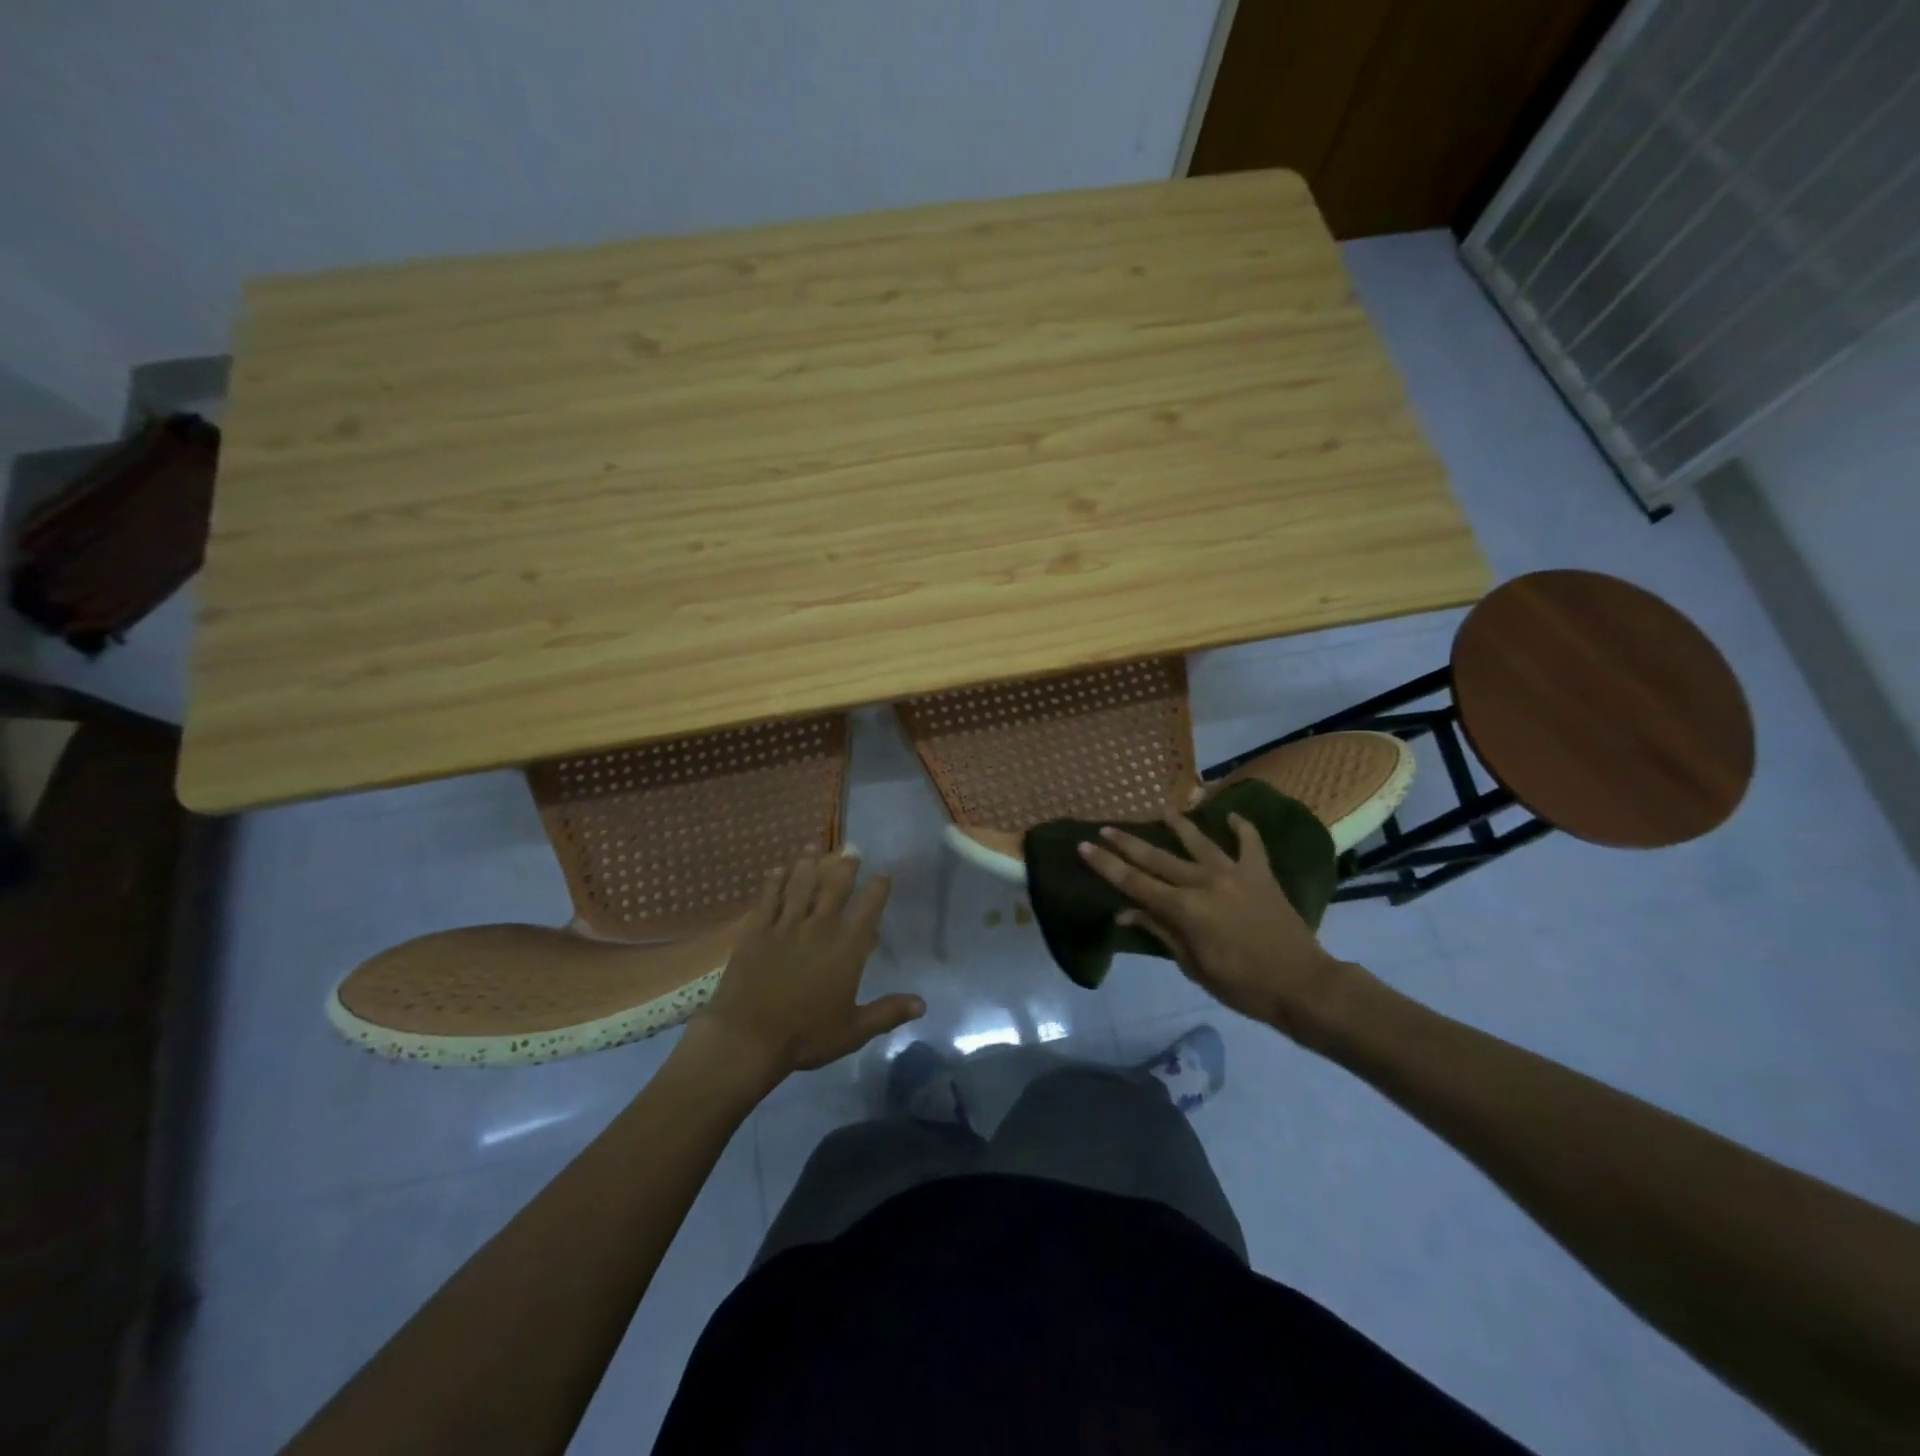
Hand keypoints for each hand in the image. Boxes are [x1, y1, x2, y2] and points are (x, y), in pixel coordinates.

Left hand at [689, 848, 923, 1086]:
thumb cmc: (805, 1036)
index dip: (878, 888)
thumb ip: (888, 1012)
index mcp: (847, 947)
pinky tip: (777, 869)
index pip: (869, 908)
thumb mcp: (854, 1030)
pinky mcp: (756, 931)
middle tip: (851, 851)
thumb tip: (922, 1004)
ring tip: (814, 846)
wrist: (747, 1038)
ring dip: (808, 863)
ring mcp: (785, 925)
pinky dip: (775, 881)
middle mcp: (820, 927)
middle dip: (846, 866)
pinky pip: (768, 898)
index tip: (883, 875)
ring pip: (800, 884)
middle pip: (835, 887)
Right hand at [1077, 812, 1359, 1043]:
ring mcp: (1234, 873)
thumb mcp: (1192, 965)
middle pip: (1157, 858)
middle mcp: (1203, 882)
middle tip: (1106, 827)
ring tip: (1163, 810)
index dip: (1106, 865)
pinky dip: (1241, 827)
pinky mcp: (1260, 873)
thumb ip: (1160, 932)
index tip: (1084, 846)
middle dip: (1127, 842)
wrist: (1301, 985)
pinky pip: (1250, 843)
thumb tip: (1125, 914)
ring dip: (1178, 825)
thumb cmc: (1241, 985)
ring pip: (1198, 842)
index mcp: (1184, 908)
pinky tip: (1232, 815)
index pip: (1134, 882)